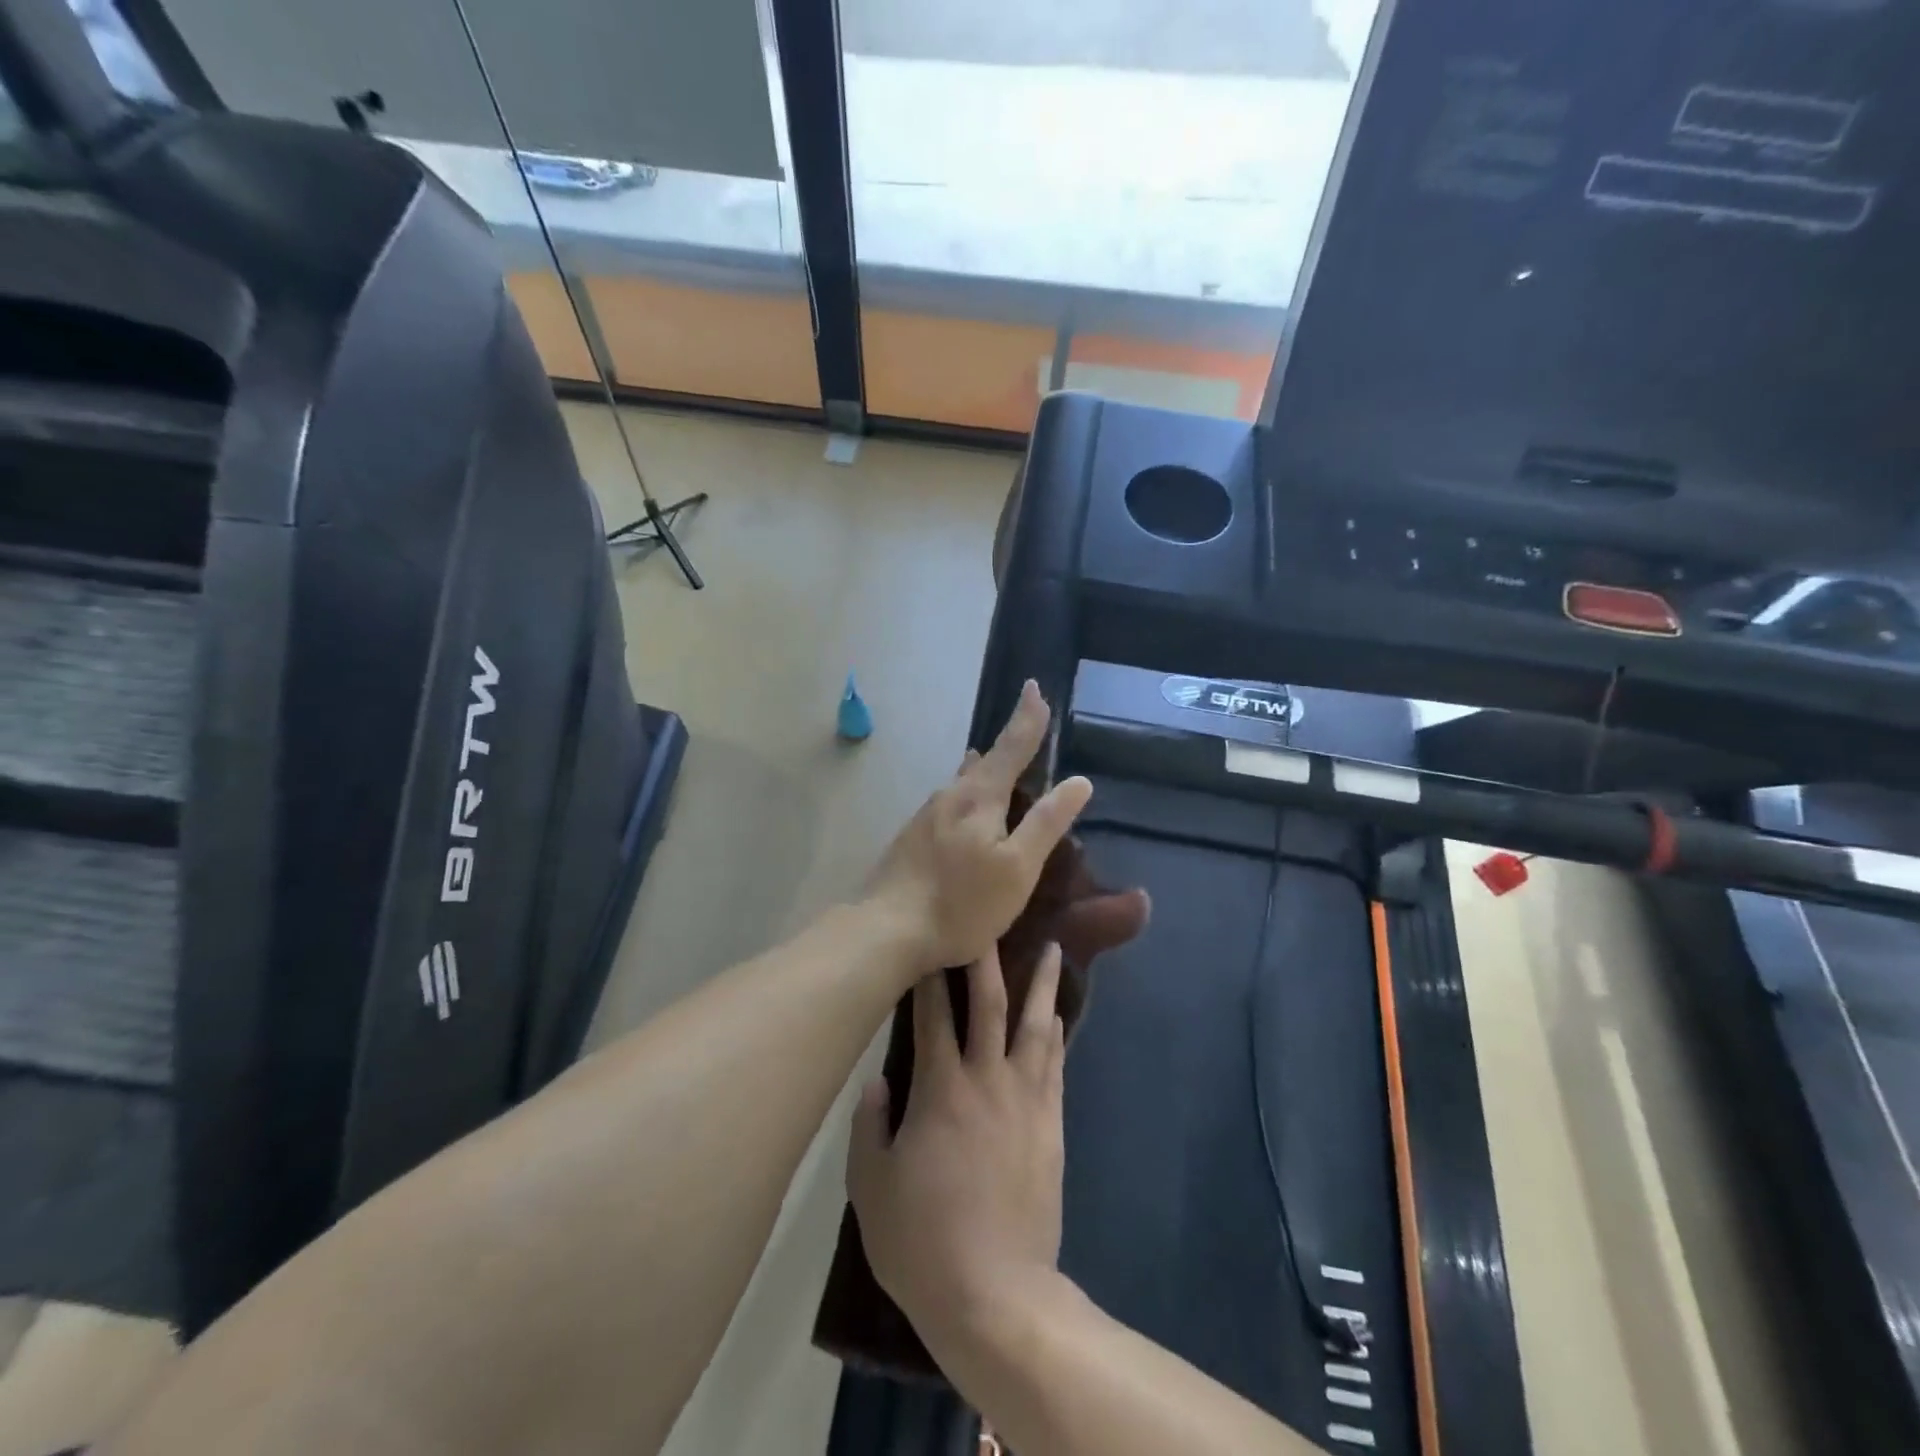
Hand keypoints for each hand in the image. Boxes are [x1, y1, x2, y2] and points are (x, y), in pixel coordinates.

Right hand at [848, 946, 1067, 1350]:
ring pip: (1035, 1025)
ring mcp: (1025, 1100)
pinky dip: (1056, 1033)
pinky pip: (1055, 1064)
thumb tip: (878, 1078)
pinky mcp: (1051, 1124)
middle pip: (989, 1004)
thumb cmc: (922, 1240)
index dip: (929, 974)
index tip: (931, 939)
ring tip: (1054, 948)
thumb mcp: (870, 1186)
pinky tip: (1058, 1013)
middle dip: (988, 958)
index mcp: (940, 1089)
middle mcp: (987, 1080)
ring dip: (1042, 984)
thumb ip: (869, 1124)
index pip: (932, 1015)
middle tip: (993, 920)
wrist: (996, 1294)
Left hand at [864, 681, 1092, 974]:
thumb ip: (1046, 823)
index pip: (1011, 745)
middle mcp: (949, 795)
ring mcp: (925, 816)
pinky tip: (967, 815)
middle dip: (1006, 747)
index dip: (1028, 717)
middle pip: (984, 762)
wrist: (885, 930)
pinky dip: (968, 799)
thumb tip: (1078, 781)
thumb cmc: (961, 903)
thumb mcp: (1017, 868)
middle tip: (1026, 734)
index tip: (1035, 686)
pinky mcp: (911, 838)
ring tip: (998, 769)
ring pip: (963, 784)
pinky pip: (949, 805)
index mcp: (978, 796)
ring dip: (984, 773)